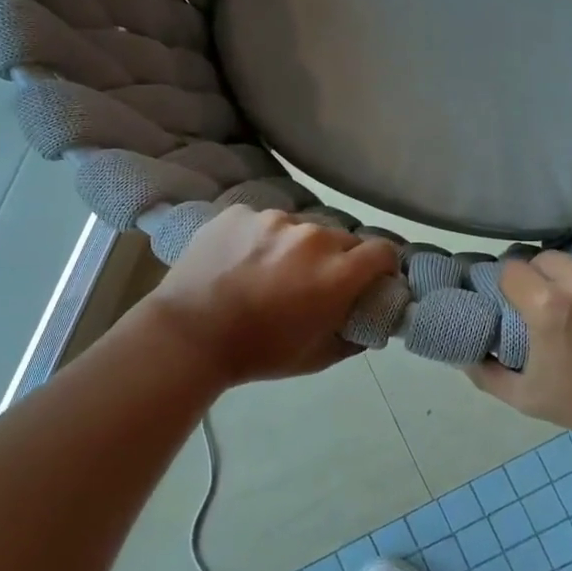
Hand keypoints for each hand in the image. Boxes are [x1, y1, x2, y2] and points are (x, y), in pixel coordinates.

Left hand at [143, 206, 400, 386]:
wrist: (187, 335)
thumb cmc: (258, 352)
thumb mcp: (317, 357)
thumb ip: (354, 337)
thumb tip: (369, 324)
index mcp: (337, 273)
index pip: (383, 250)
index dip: (381, 266)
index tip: (370, 279)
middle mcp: (313, 237)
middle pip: (343, 238)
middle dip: (338, 259)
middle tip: (314, 282)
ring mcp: (274, 220)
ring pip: (302, 227)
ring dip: (298, 246)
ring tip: (270, 271)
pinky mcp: (240, 213)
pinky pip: (264, 221)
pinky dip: (261, 238)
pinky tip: (241, 261)